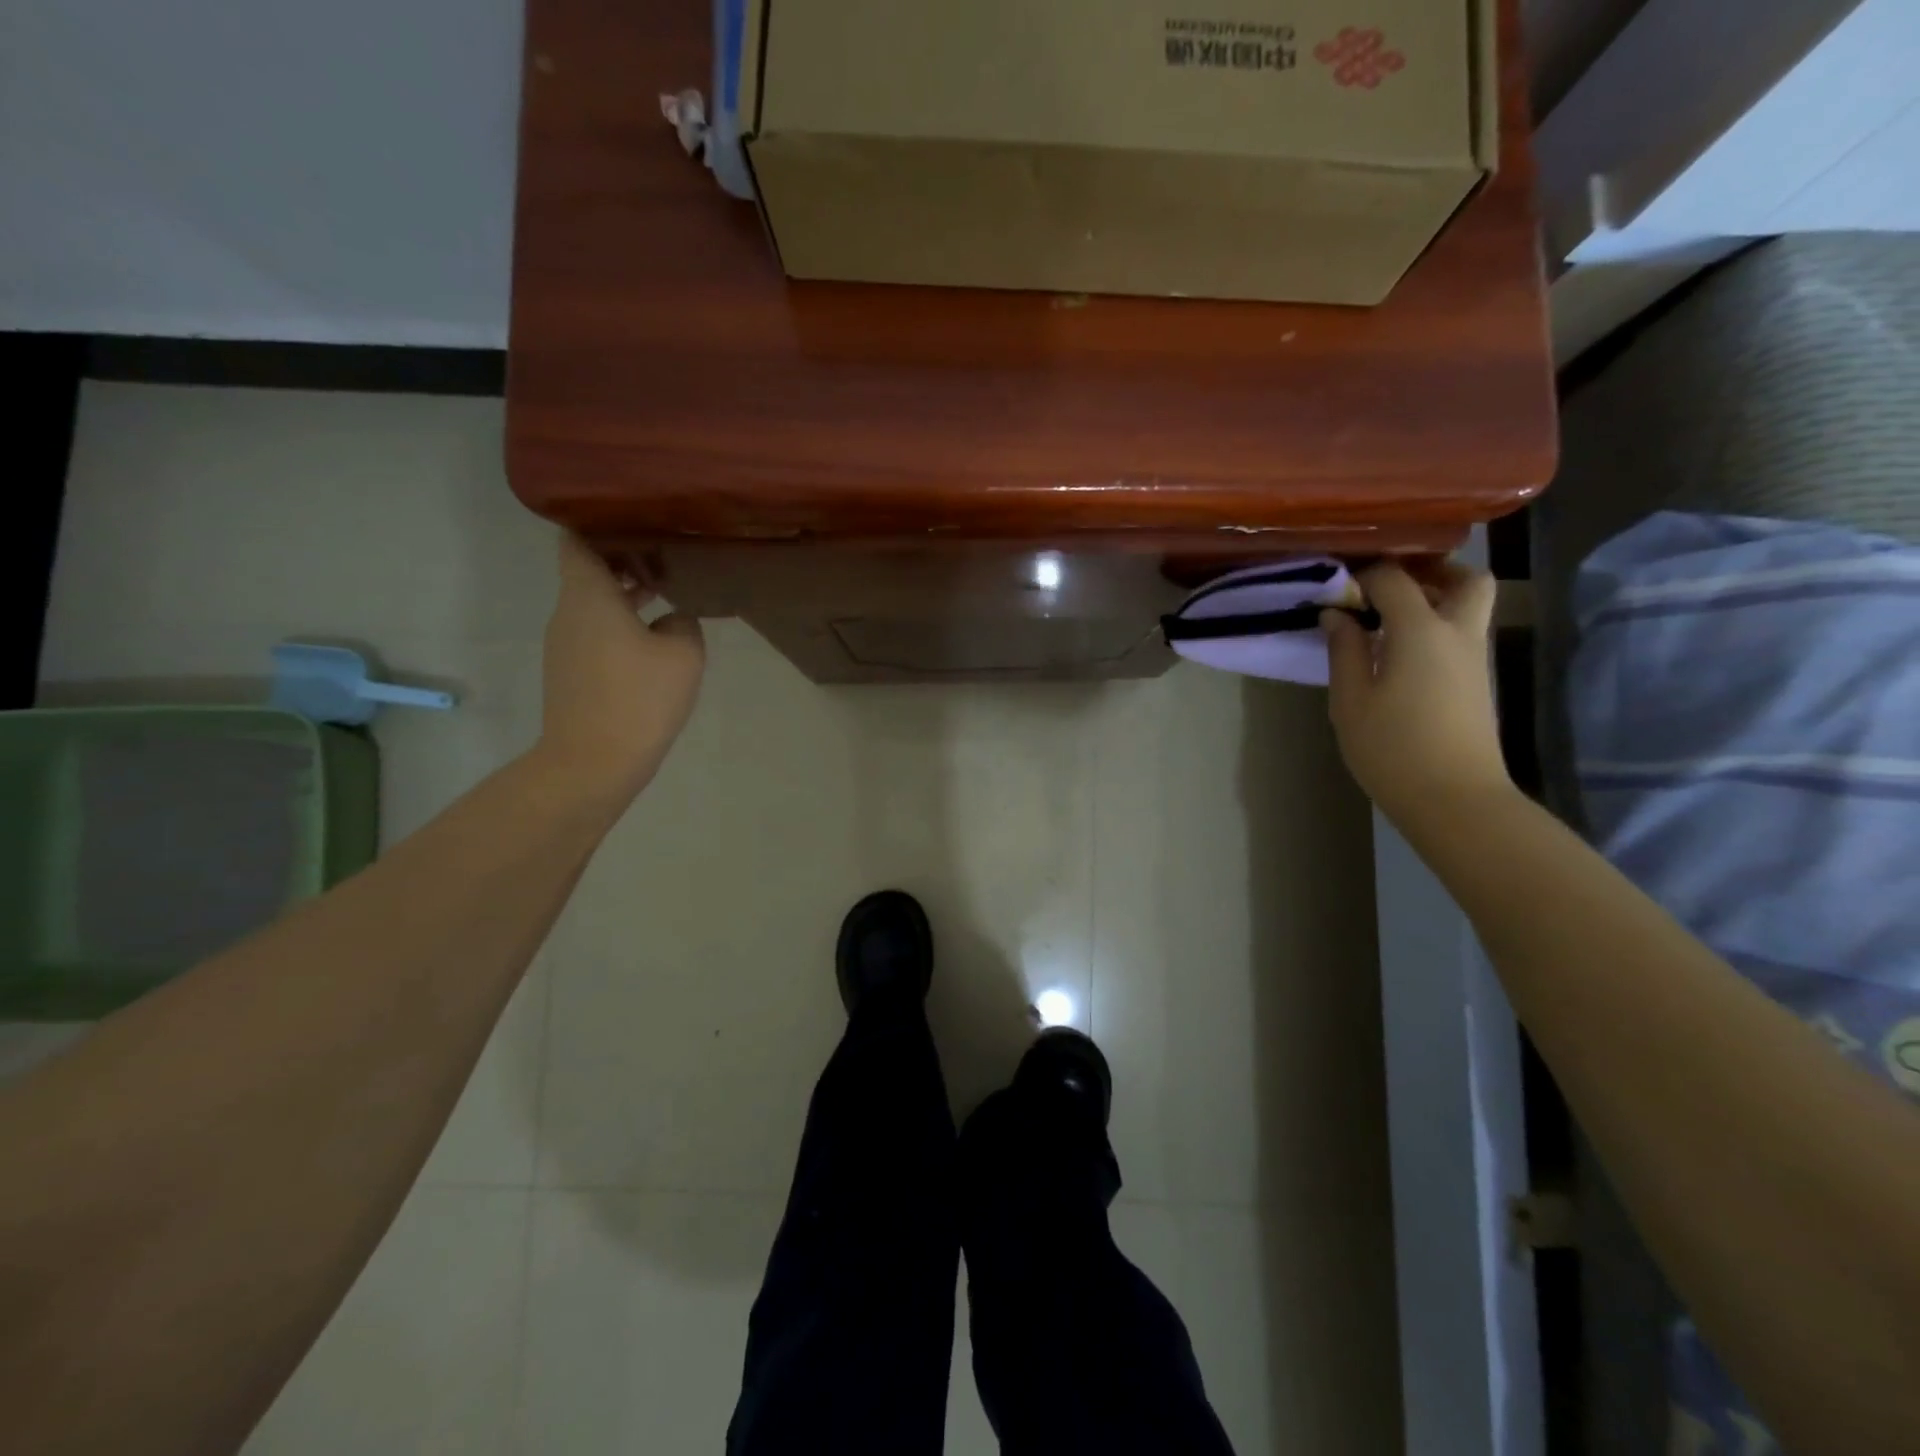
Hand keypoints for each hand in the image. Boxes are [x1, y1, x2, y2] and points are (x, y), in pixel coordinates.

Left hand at [536, 534, 704, 806]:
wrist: (593, 763)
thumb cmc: (637, 699)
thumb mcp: (683, 654)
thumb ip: (684, 622)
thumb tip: (673, 619)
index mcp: (588, 596)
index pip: (577, 541)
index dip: (599, 525)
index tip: (634, 522)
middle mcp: (568, 614)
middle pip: (587, 571)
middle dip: (623, 561)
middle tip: (665, 556)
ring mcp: (564, 646)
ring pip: (592, 605)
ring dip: (624, 597)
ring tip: (667, 595)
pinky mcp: (571, 674)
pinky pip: (594, 634)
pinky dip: (619, 626)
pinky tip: (654, 642)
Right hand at [1322, 559, 1511, 826]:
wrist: (1455, 799)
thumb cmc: (1392, 749)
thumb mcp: (1351, 701)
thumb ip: (1344, 651)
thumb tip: (1336, 615)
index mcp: (1421, 631)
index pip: (1394, 579)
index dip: (1364, 574)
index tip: (1337, 586)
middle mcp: (1457, 633)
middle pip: (1464, 578)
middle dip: (1429, 571)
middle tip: (1387, 587)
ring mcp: (1474, 658)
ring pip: (1469, 605)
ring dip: (1434, 598)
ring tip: (1386, 619)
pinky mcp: (1476, 681)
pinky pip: (1460, 633)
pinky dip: (1436, 626)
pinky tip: (1398, 652)